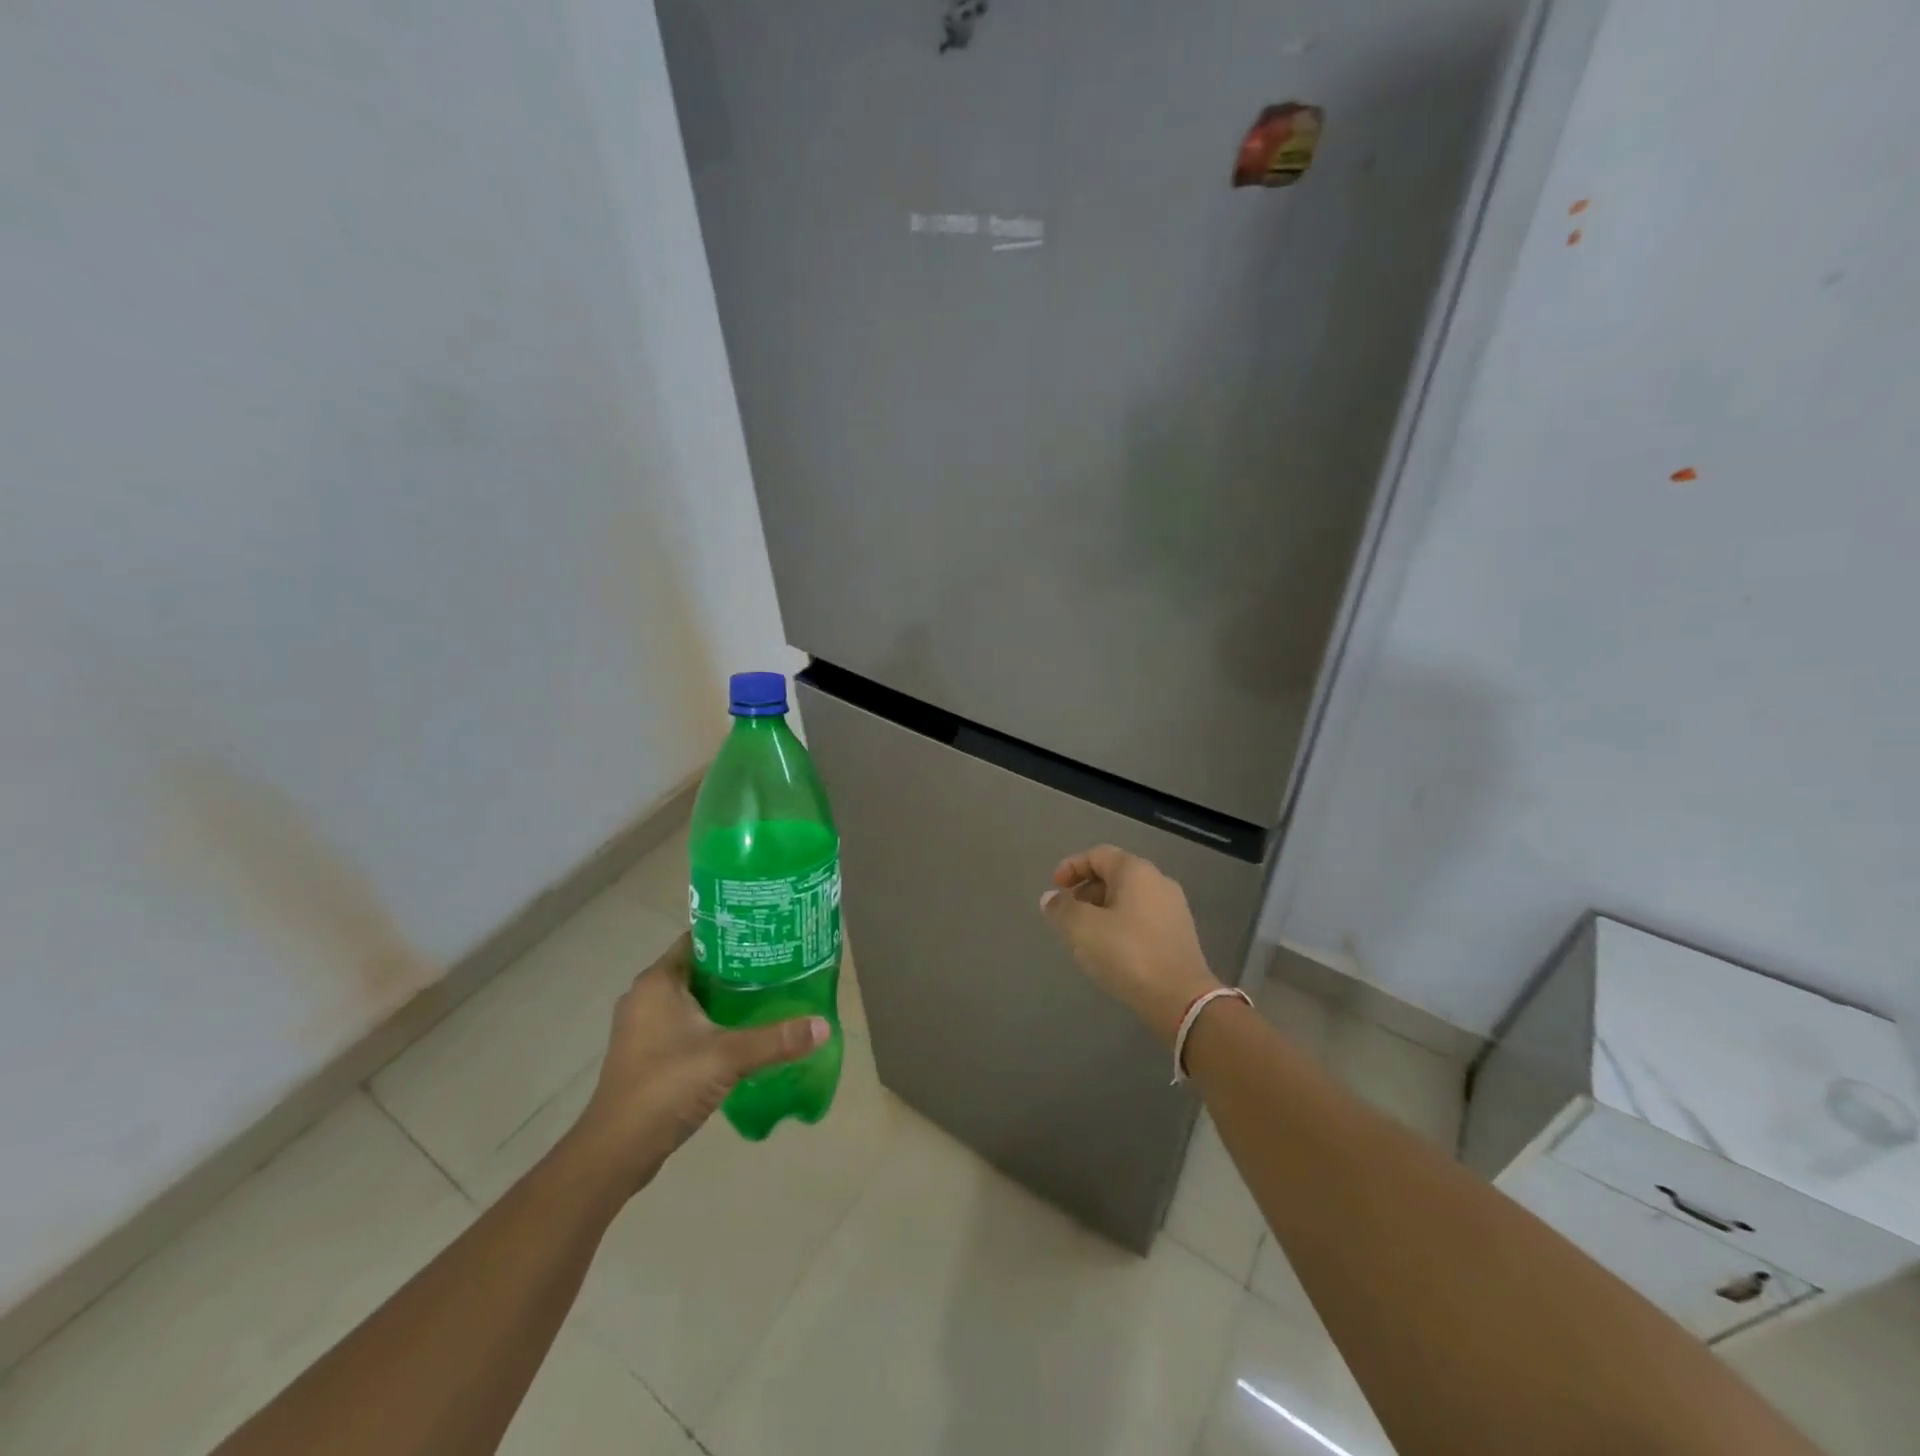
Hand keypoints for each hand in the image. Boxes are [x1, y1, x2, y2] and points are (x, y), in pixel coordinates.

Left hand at [570, 933, 826, 1196]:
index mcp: (658, 981)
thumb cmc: (666, 1085)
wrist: (616, 1151)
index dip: (732, 934)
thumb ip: (777, 1039)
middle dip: (735, 966)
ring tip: (766, 993)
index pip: (698, 939)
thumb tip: (824, 1026)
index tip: (768, 934)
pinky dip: (710, 1021)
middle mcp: (645, 996)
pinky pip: (684, 1023)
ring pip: (691, 998)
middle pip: (698, 968)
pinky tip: (740, 1031)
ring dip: (723, 997)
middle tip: (776, 964)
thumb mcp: (728, 1057)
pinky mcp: (646, 1054)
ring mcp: (642, 1027)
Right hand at [1039, 845, 1222, 1045]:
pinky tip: (1109, 951)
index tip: (1054, 889)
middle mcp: (1158, 881)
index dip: (1071, 867)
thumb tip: (1051, 898)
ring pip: (1128, 899)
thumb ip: (1062, 908)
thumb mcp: (1082, 928)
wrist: (1181, 998)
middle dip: (1085, 891)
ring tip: (1083, 936)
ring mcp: (1173, 909)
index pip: (1098, 855)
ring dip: (1101, 911)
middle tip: (1066, 915)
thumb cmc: (1127, 953)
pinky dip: (1120, 925)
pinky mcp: (1178, 935)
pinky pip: (1141, 919)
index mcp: (1136, 871)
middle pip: (1114, 875)